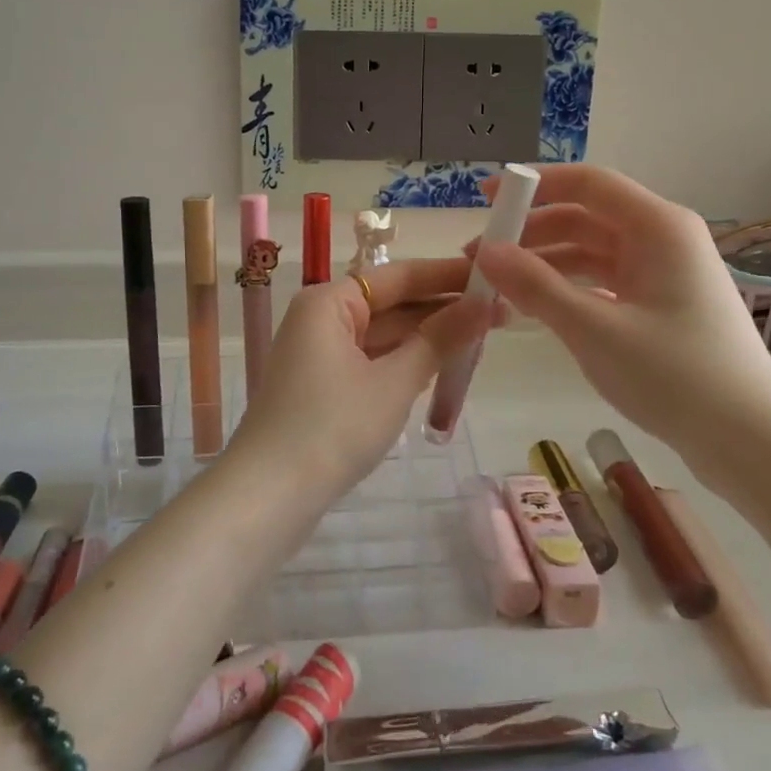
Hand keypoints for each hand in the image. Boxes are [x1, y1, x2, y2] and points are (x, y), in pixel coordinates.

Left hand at [237, 260, 494, 488]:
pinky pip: (372, 361)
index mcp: (329, 302)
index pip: (398, 276)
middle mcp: (321, 319)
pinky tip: (443, 366)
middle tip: (501, 312)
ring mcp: (320, 354)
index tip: (493, 274)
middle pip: (390, 304)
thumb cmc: (332, 427)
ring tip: (483, 337)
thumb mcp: (393, 382)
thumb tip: (483, 304)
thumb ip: (439, 340)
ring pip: (383, 336)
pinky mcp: (323, 387)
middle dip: (442, 309)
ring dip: (427, 338)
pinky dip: (405, 363)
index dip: (447, 275)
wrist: (269, 496)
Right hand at [472, 165, 770, 459]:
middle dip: (531, 232)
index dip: (534, 185)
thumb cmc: (675, 375)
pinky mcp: (659, 303)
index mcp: (658, 227)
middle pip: (585, 216)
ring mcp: (662, 272)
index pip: (588, 183)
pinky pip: (602, 280)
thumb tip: (486, 252)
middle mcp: (661, 238)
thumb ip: (535, 286)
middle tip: (479, 257)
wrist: (748, 439)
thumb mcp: (594, 329)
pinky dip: (566, 287)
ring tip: (496, 286)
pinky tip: (533, 306)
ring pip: (590, 251)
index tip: (486, 199)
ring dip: (544, 262)